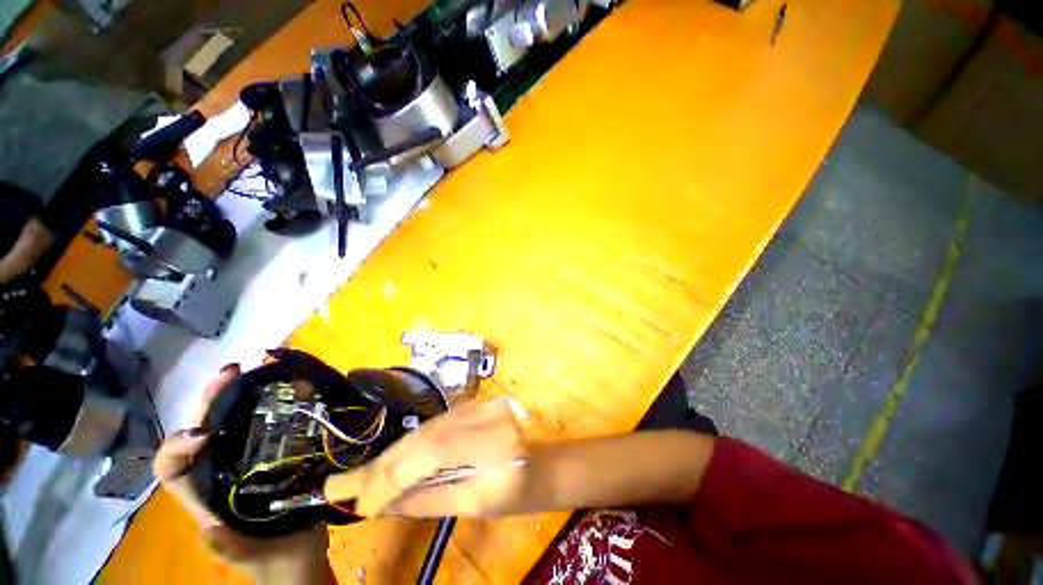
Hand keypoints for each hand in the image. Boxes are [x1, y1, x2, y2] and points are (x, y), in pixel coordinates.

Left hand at [153, 365, 328, 582]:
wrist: (301, 555)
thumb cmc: (274, 561)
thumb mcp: (255, 558)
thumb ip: (231, 549)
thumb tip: (208, 531)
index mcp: (203, 498)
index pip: (172, 470)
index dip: (177, 448)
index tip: (205, 433)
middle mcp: (216, 473)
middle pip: (199, 432)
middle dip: (207, 403)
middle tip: (233, 374)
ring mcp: (243, 461)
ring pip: (226, 422)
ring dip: (233, 396)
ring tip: (252, 373)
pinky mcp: (270, 453)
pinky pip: (259, 423)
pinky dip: (263, 403)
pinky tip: (281, 389)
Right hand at [325, 398, 529, 517]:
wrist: (538, 463)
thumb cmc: (515, 491)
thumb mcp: (474, 503)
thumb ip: (428, 499)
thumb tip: (383, 502)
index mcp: (491, 439)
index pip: (431, 451)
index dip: (391, 477)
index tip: (360, 504)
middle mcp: (481, 414)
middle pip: (423, 436)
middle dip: (382, 466)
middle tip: (341, 489)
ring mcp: (475, 407)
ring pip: (422, 430)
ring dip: (390, 456)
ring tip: (357, 480)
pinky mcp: (468, 408)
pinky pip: (430, 427)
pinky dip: (407, 446)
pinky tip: (387, 462)